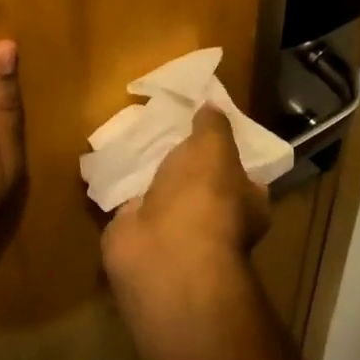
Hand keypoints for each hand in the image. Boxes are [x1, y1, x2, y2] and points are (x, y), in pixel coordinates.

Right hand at [100, 106, 270, 300]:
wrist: (162, 252)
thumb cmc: (204, 197)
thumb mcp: (214, 147)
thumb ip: (213, 126)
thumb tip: (213, 106)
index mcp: (247, 203)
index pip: (244, 173)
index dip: (229, 150)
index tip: (208, 125)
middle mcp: (216, 221)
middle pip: (201, 184)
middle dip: (185, 162)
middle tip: (168, 127)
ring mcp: (176, 231)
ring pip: (165, 194)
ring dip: (153, 175)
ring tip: (137, 138)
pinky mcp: (140, 236)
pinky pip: (133, 204)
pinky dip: (123, 188)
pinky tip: (112, 162)